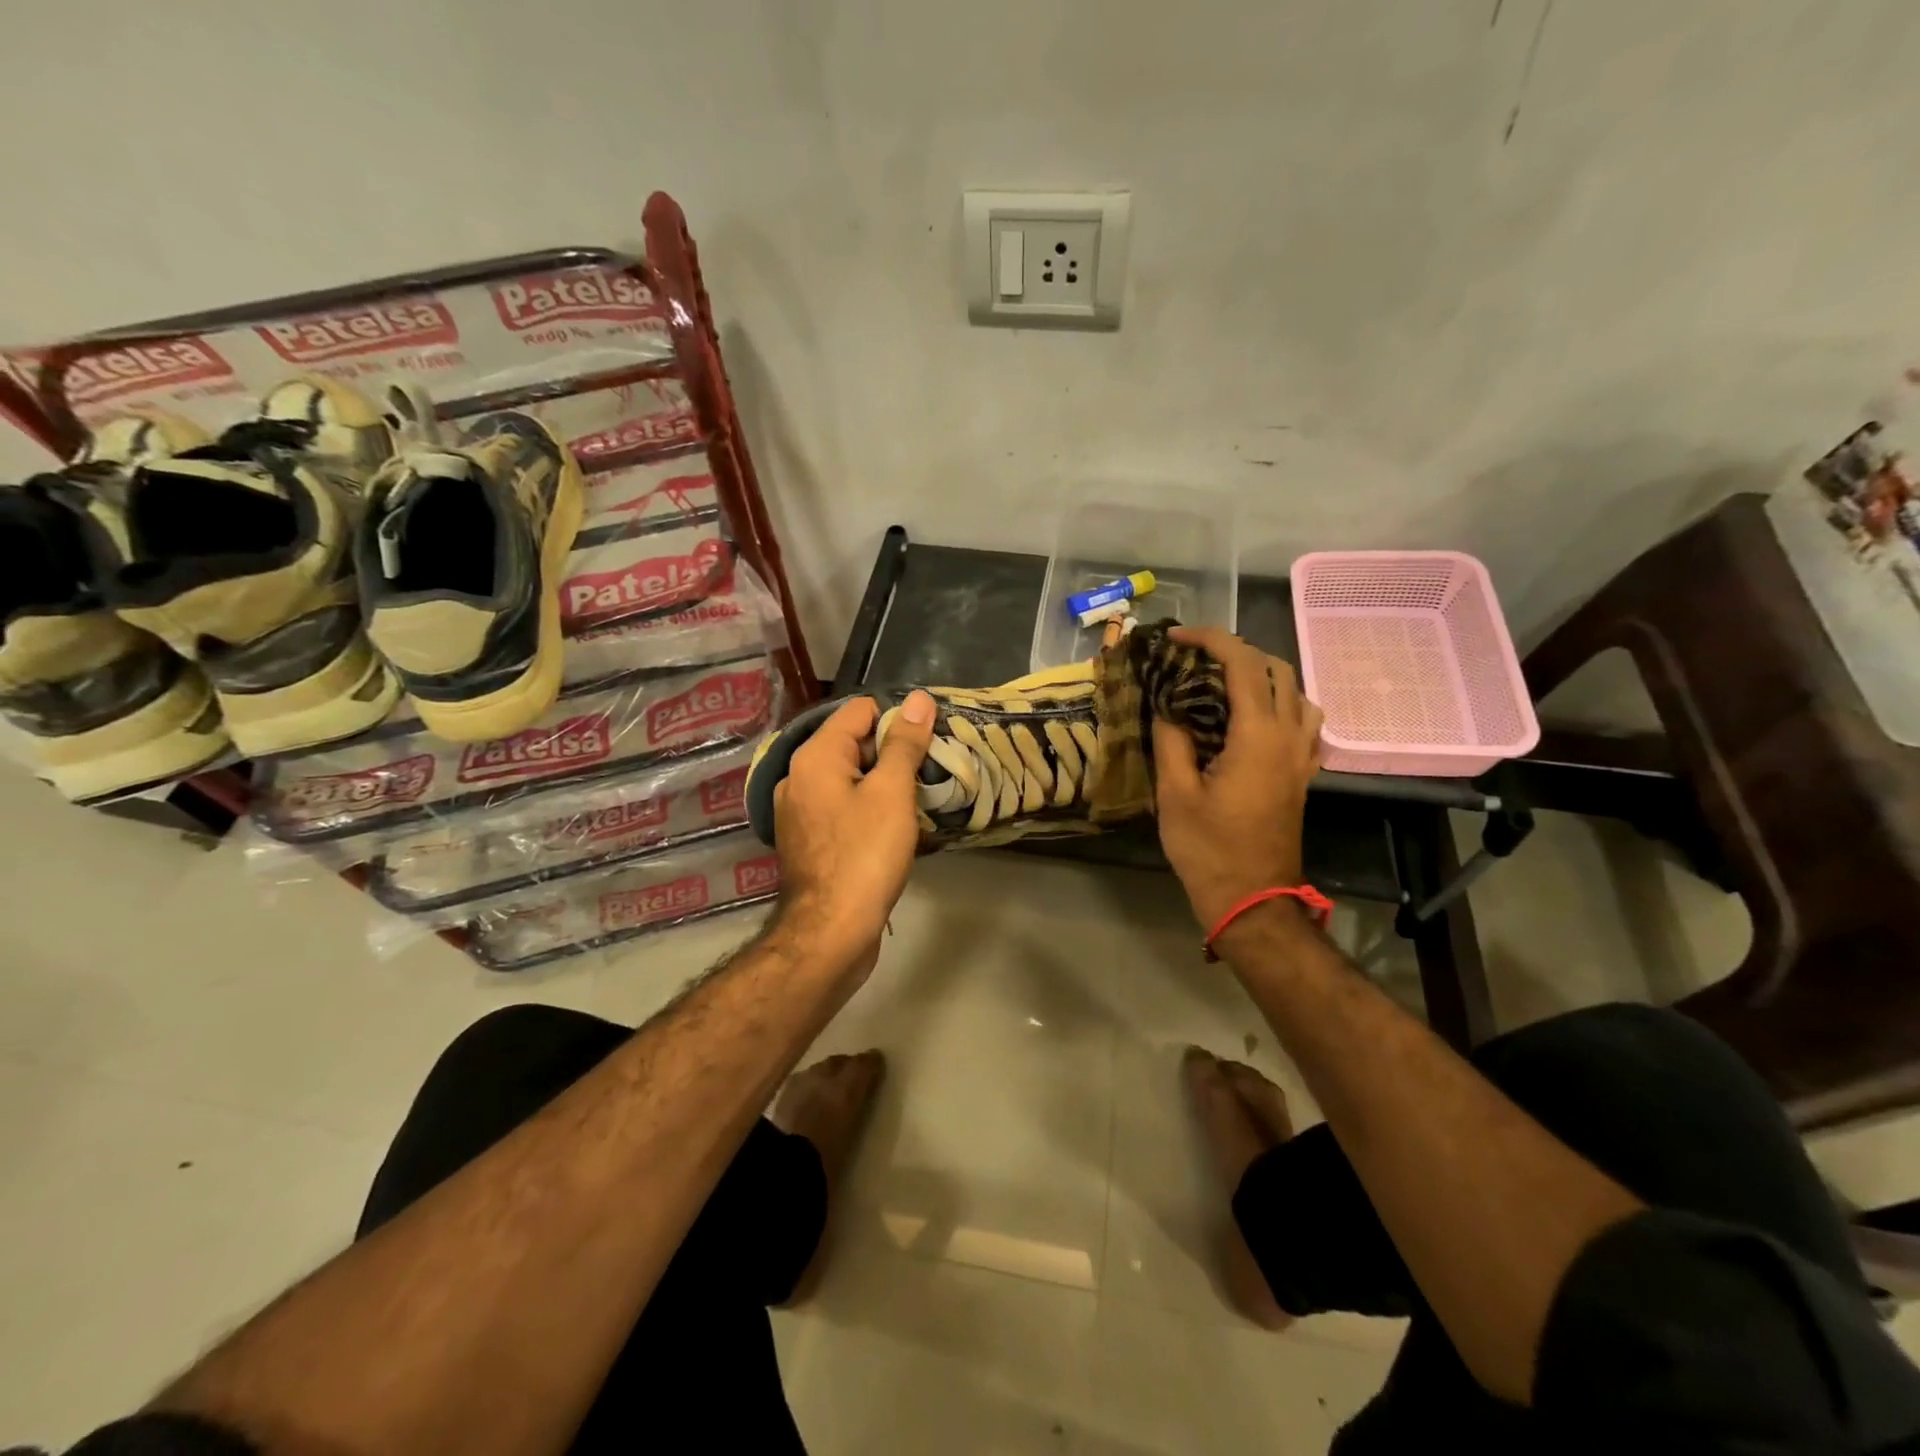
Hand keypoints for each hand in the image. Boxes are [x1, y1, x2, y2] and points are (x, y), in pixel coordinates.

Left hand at [772, 691, 936, 973]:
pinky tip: (891, 827)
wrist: (831, 931)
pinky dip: (865, 808)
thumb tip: (918, 699)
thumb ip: (904, 743)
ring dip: (881, 783)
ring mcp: (799, 810)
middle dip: (890, 753)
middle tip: (927, 773)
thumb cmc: (865, 854)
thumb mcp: (892, 792)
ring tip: (915, 800)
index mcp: (815, 756)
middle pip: (852, 743)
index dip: (897, 720)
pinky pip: (841, 806)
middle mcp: (798, 776)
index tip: (927, 744)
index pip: (860, 711)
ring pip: (848, 778)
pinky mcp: (807, 839)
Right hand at [1152, 627, 1323, 932]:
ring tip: (1223, 684)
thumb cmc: (1208, 849)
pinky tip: (1253, 719)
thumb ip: (1171, 740)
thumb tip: (1167, 705)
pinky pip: (1304, 721)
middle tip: (1194, 660)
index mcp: (1257, 736)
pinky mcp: (1302, 774)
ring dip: (1262, 675)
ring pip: (1297, 692)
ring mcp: (1301, 756)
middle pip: (1276, 669)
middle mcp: (1288, 736)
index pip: (1242, 664)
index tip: (1174, 639)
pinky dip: (1280, 703)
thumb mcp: (1175, 793)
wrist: (1252, 899)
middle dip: (1234, 652)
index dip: (1209, 640)